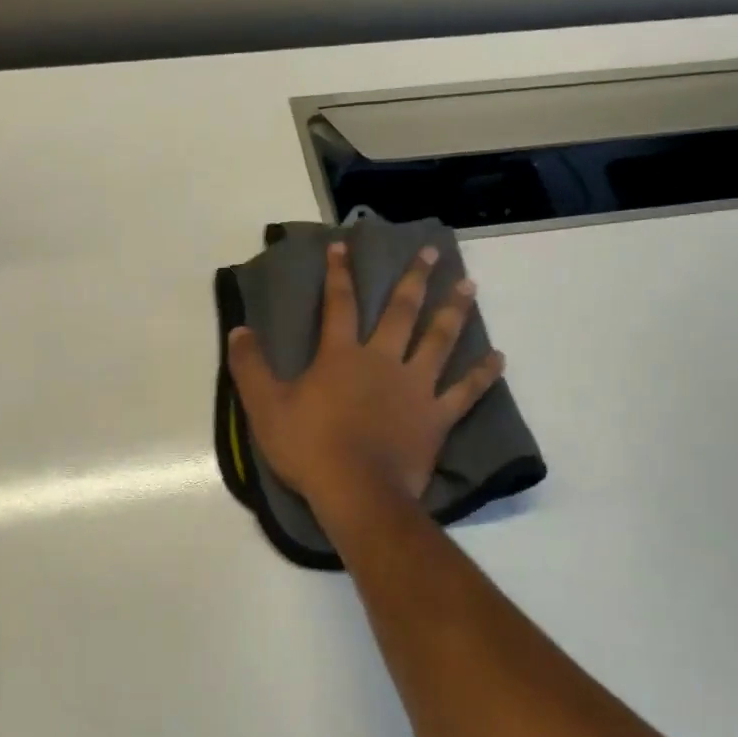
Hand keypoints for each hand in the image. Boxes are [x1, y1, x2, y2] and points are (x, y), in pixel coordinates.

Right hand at [227, 242, 504, 506]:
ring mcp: (415, 387)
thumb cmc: (308, 447)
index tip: (344, 246)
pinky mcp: (436, 417)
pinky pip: (465, 392)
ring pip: (439, 340)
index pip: (339, 304)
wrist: (356, 491)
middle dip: (414, 279)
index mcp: (341, 356)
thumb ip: (250, 366)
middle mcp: (383, 361)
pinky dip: (483, 375)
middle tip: (431, 251)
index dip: (339, 274)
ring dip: (454, 311)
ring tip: (470, 285)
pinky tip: (499, 358)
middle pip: (402, 312)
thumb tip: (238, 330)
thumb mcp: (265, 406)